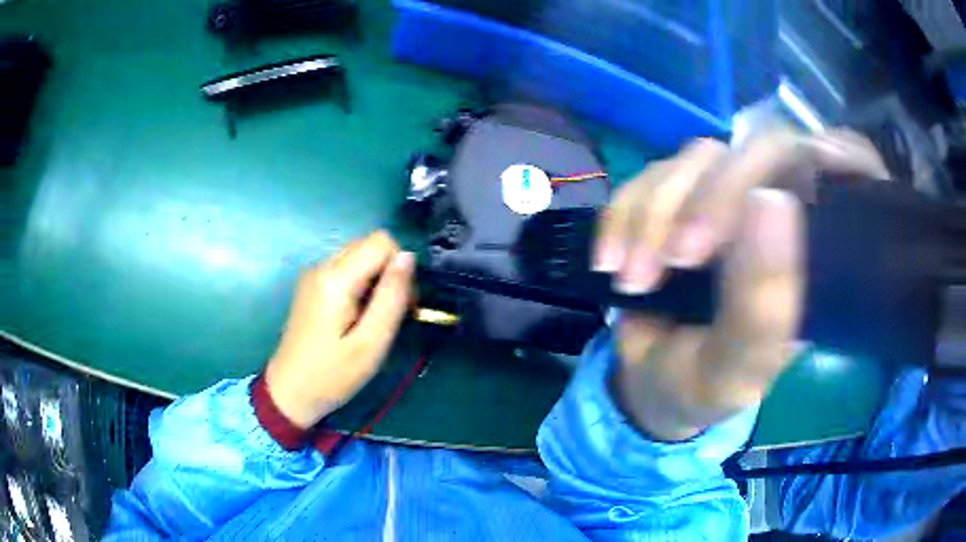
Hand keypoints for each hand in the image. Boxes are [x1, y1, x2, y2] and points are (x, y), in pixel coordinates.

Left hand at [265, 231, 414, 428]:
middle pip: (369, 245)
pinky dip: (361, 285)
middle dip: (390, 272)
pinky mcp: (311, 285)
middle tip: (392, 314)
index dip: (400, 268)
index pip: (382, 242)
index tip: (403, 304)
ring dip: (376, 279)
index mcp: (335, 278)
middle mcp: (322, 266)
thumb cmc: (332, 375)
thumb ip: (392, 297)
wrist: (289, 393)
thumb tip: (408, 257)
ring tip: (374, 318)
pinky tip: (356, 317)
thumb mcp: (371, 343)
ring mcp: (313, 274)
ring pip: (359, 255)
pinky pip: (345, 269)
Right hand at [594, 128, 889, 440]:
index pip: (843, 173)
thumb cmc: (704, 386)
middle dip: (708, 200)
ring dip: (653, 216)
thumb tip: (771, 201)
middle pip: (758, 152)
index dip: (833, 156)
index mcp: (815, 253)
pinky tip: (609, 260)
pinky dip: (621, 215)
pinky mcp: (677, 197)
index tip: (799, 181)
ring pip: (696, 160)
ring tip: (632, 279)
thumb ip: (762, 305)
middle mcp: (779, 211)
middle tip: (673, 262)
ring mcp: (725, 197)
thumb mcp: (736, 369)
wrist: (651, 383)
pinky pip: (648, 177)